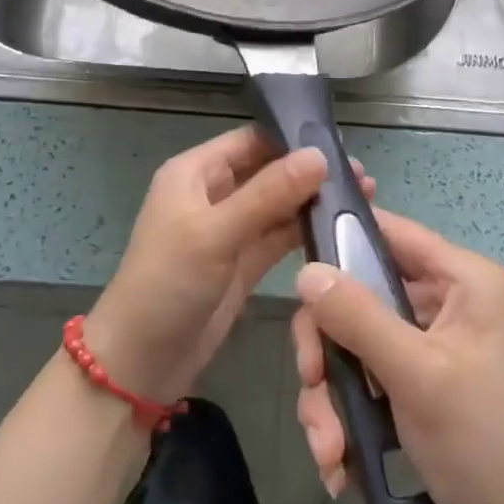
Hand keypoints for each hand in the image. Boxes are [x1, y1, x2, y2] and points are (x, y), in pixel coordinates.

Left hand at [86, 126, 371, 406]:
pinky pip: (279, 236)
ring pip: (279, 204)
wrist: (139, 364)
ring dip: (313, 200)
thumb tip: (319, 156)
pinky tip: (342, 227)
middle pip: (269, 170)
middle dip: (310, 171)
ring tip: (364, 197)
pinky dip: (306, 231)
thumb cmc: (167, 284)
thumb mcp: (215, 233)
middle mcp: (214, 193)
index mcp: (196, 173)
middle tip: (361, 176)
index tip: (340, 145)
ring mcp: (230, 229)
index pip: (251, 140)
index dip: (292, 138)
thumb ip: (268, 194)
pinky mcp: (244, 262)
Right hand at [291, 209, 503, 503]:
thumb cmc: (482, 442)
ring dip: (331, 393)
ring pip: (356, 340)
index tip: (298, 270)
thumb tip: (304, 272)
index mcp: (463, 280)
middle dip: (328, 346)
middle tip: (310, 381)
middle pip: (361, 293)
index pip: (392, 232)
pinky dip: (347, 412)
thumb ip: (358, 317)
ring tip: (328, 449)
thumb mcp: (416, 374)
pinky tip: (339, 461)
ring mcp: (429, 341)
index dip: (342, 239)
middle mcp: (446, 300)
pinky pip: (366, 374)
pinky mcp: (417, 379)